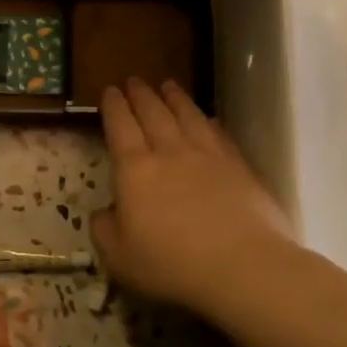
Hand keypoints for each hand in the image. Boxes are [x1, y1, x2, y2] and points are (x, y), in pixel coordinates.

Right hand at [91, 79, 297, 316]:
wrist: (242, 265)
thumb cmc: (171, 264)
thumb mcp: (119, 257)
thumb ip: (104, 229)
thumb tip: (104, 211)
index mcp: (135, 170)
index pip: (120, 127)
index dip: (113, 107)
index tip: (110, 90)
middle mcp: (170, 152)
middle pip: (153, 113)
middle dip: (141, 95)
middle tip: (134, 80)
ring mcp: (208, 156)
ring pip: (188, 115)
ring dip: (175, 98)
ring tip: (168, 85)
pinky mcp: (239, 166)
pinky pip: (218, 134)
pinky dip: (208, 121)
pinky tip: (207, 118)